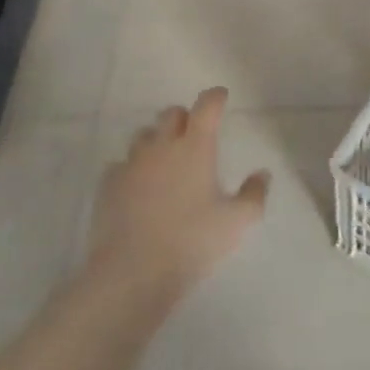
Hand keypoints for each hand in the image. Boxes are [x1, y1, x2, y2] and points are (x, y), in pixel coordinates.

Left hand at [87, 87, 268, 301]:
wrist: (132, 272)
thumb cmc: (192, 241)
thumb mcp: (237, 222)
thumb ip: (254, 194)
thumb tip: (262, 174)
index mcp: (195, 148)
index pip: (206, 107)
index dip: (215, 97)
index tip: (221, 96)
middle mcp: (161, 146)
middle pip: (171, 114)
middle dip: (185, 117)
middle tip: (194, 133)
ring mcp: (131, 164)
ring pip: (144, 136)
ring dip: (157, 140)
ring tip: (165, 160)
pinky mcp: (108, 185)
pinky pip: (121, 164)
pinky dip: (133, 169)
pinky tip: (139, 187)